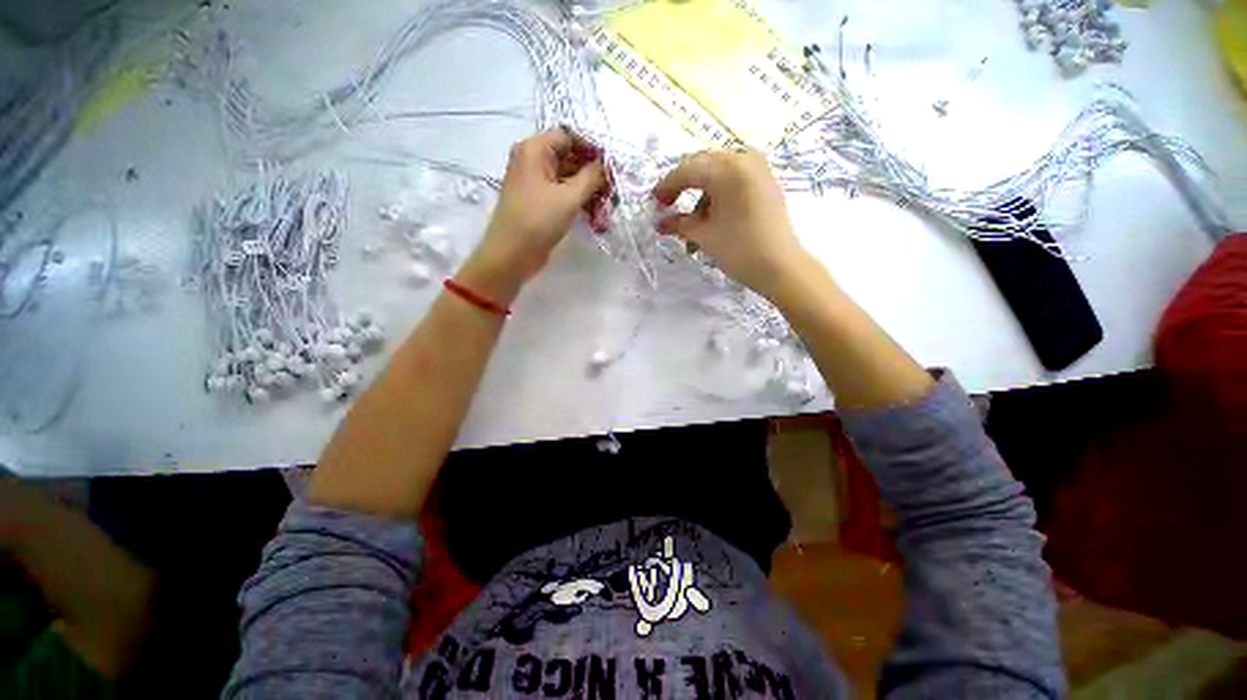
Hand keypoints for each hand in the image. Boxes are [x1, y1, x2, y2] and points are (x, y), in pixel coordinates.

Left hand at [462, 128, 607, 302]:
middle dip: (593, 173)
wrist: (512, 255)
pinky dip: (579, 201)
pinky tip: (595, 215)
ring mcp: (536, 183)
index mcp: (534, 150)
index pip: (568, 136)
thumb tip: (606, 164)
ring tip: (608, 206)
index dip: (591, 149)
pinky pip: (563, 194)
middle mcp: (533, 161)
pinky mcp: (540, 203)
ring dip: (589, 190)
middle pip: (569, 157)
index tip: (611, 167)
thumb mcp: (569, 197)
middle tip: (614, 190)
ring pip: (568, 178)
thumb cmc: (538, 221)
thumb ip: (592, 177)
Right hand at [654, 148, 810, 300]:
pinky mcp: (765, 182)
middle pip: (703, 166)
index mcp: (728, 168)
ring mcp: (758, 169)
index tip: (654, 203)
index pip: (687, 170)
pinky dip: (717, 196)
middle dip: (683, 187)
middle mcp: (744, 159)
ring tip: (692, 225)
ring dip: (700, 196)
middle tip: (668, 208)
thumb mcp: (704, 236)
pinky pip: (733, 181)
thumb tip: (660, 222)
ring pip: (718, 175)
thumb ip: (678, 223)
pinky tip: (710, 219)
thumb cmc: (739, 249)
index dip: (667, 186)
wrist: (781, 267)